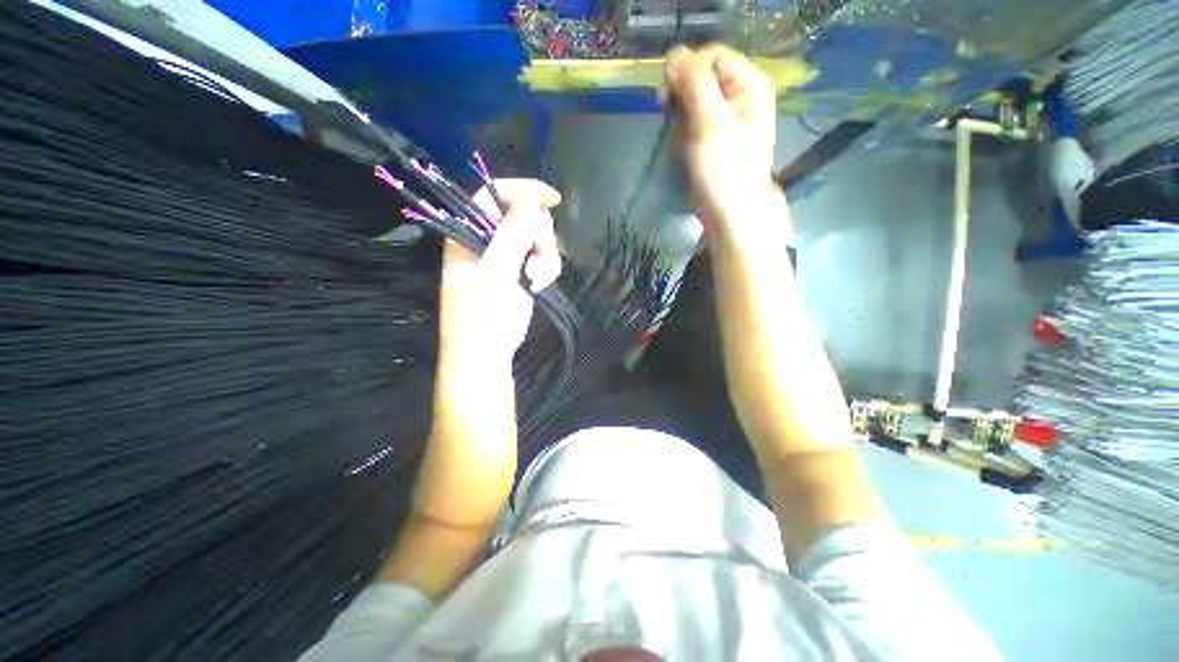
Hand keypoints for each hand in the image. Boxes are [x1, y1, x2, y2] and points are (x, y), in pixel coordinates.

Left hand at [438, 179, 562, 363]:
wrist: (488, 353)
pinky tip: (539, 285)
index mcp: (469, 232)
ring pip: (539, 236)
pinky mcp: (523, 272)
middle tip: (534, 254)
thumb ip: (511, 234)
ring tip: (535, 277)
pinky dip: (547, 269)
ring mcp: (508, 257)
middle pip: (524, 214)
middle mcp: (488, 240)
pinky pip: (545, 256)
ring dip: (544, 255)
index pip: (494, 194)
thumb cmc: (481, 315)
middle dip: (537, 233)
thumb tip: (532, 199)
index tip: (551, 199)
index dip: (522, 190)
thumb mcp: (494, 273)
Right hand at [665, 44, 779, 230]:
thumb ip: (695, 84)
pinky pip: (694, 119)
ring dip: (680, 115)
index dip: (686, 71)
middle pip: (703, 75)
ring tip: (681, 138)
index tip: (667, 99)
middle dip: (682, 95)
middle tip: (671, 119)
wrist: (730, 213)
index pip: (711, 55)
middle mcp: (741, 94)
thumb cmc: (724, 171)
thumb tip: (674, 55)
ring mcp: (728, 116)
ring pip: (694, 98)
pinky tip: (683, 145)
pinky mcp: (715, 136)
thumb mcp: (710, 123)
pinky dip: (683, 129)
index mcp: (749, 84)